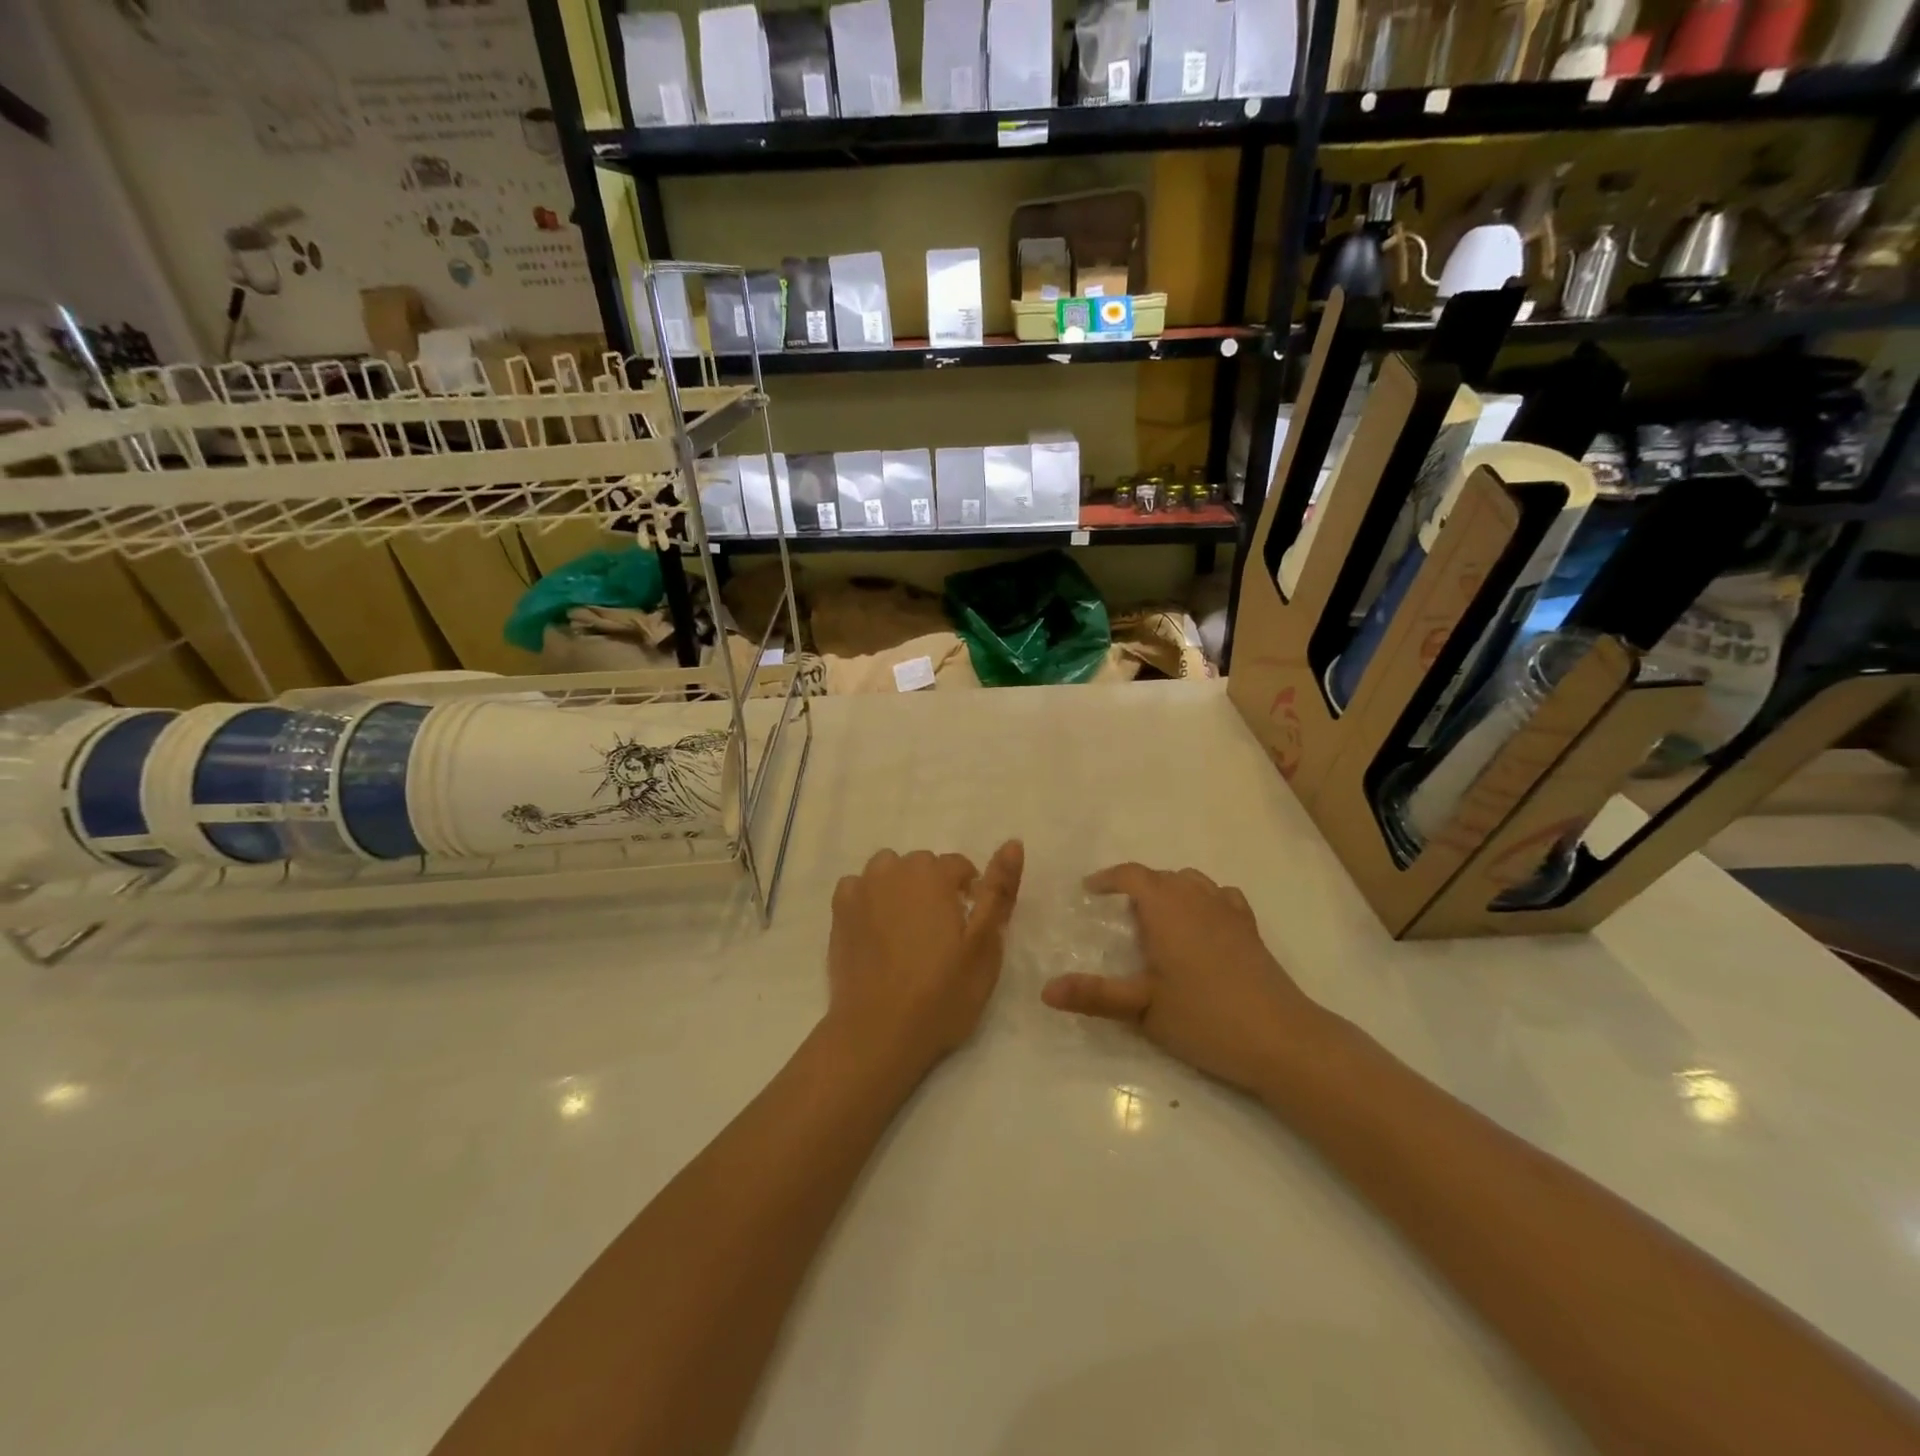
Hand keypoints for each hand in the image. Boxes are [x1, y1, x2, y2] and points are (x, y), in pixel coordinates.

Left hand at [827, 842, 1024, 1080]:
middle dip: (935, 887)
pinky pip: (858, 887)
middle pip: (922, 865)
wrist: (878, 1032)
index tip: (968, 926)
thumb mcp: (985, 946)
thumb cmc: (941, 993)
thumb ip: (999, 891)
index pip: (958, 865)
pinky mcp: (838, 912)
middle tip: (941, 933)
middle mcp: (894, 871)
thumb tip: (1013, 842)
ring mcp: (861, 889)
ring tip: (908, 928)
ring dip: (901, 887)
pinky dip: (869, 898)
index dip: (969, 893)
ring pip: (888, 870)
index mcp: (932, 875)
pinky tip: (876, 929)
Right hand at [1041, 863, 1335, 1095]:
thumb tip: (1045, 991)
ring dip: (1170, 889)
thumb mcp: (1142, 1009)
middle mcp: (1198, 900)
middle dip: (1137, 886)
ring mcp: (1229, 913)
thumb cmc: (1206, 1019)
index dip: (1109, 878)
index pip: (1133, 875)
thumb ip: (1094, 995)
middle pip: (1162, 876)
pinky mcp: (1251, 932)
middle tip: (1117, 913)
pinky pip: (1223, 897)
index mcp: (1167, 909)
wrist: (1283, 1040)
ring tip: (1157, 917)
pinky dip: (1205, 899)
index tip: (1090, 890)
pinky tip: (1203, 924)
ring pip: (1194, 882)